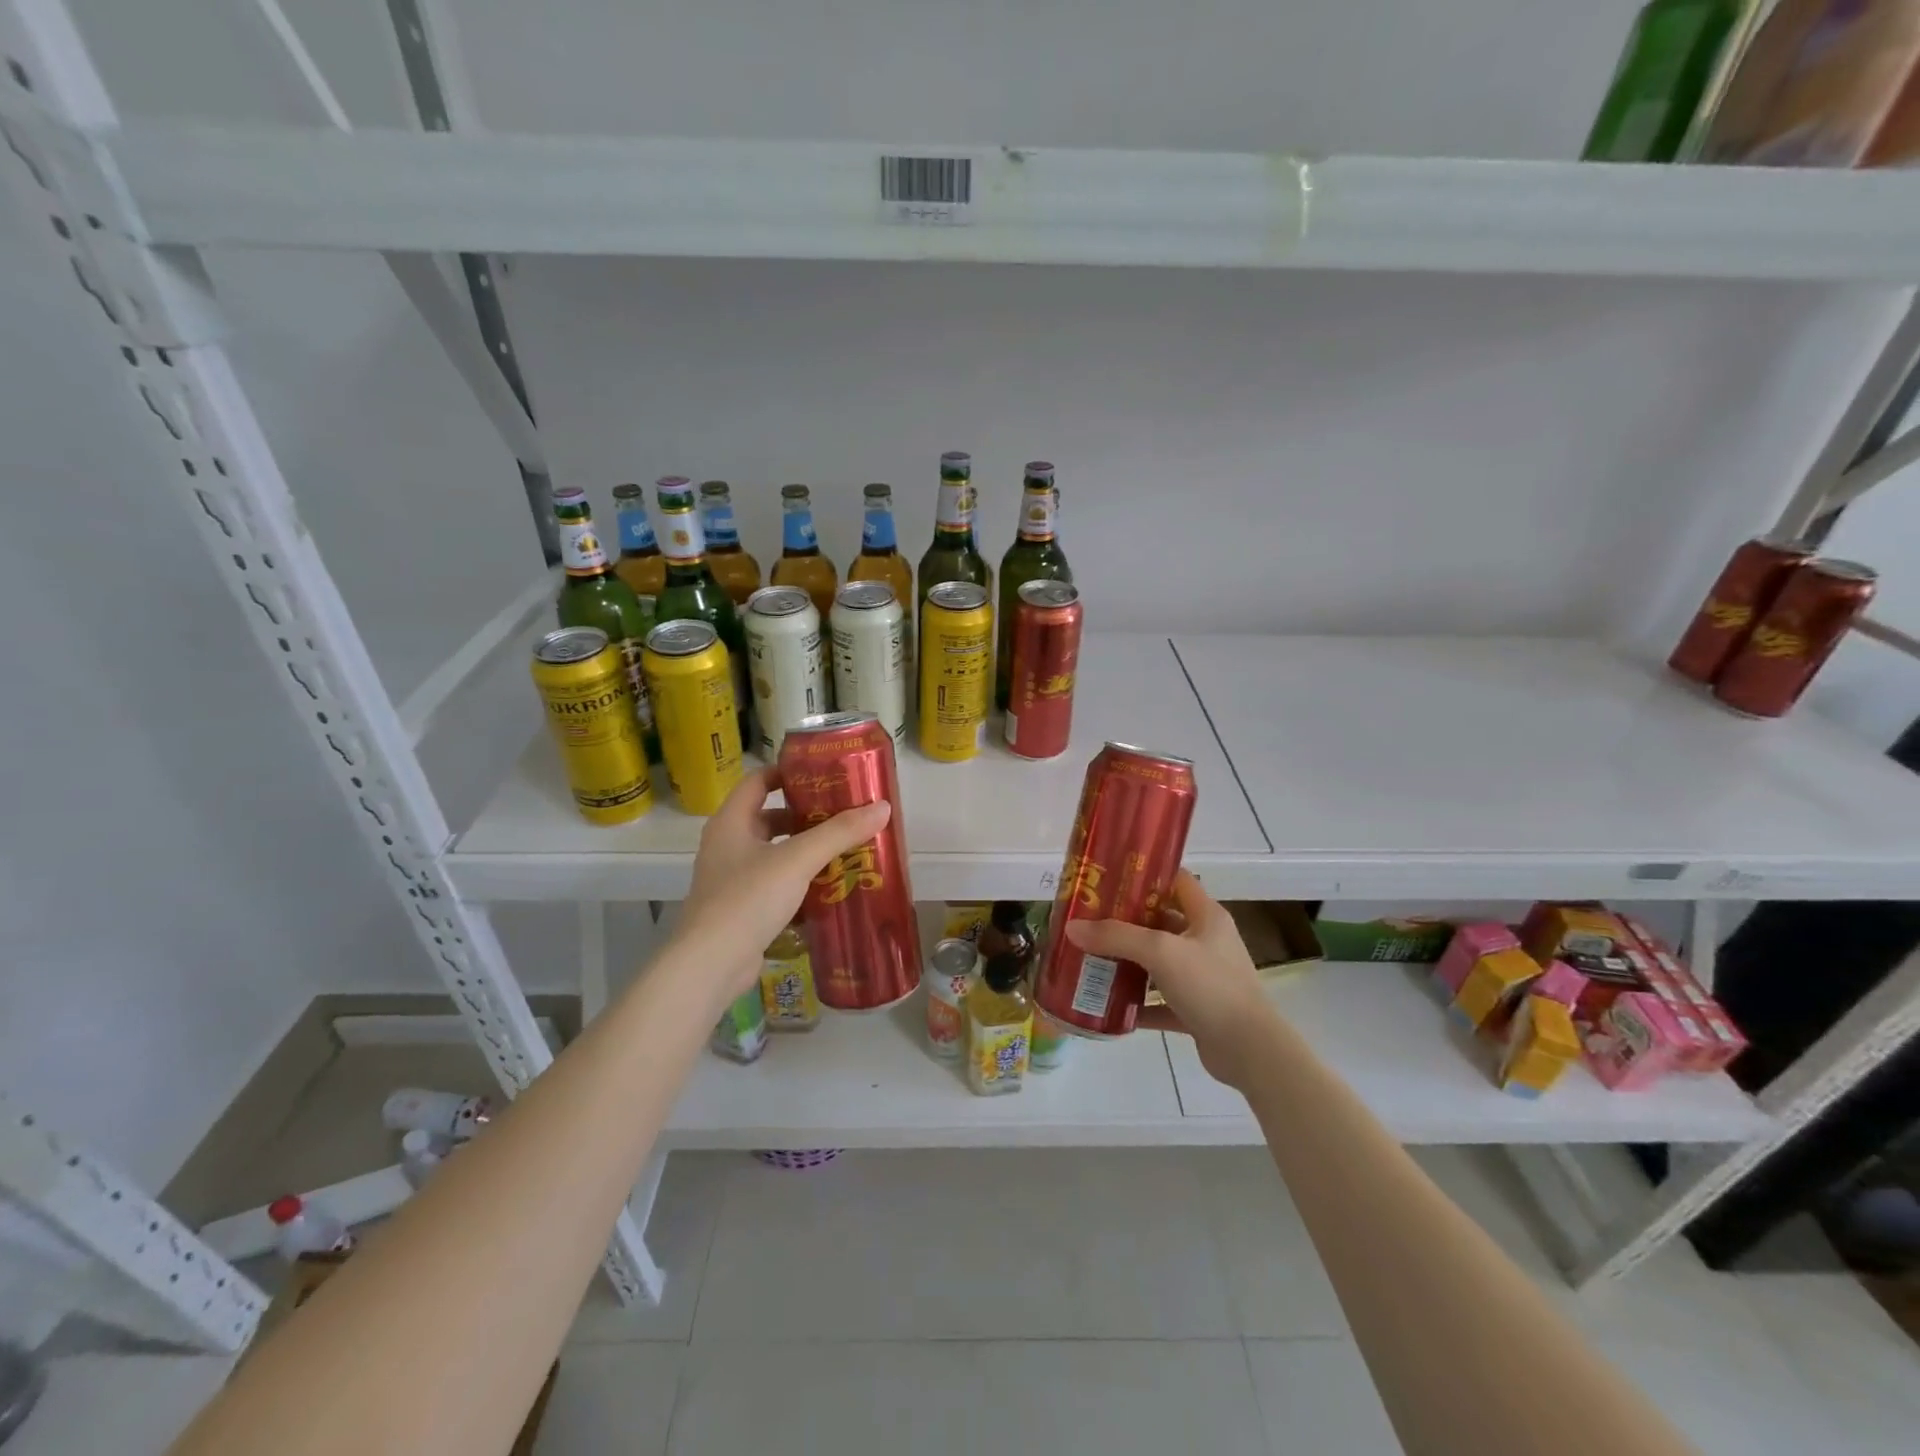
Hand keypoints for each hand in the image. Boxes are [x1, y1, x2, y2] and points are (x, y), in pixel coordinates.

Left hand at [672, 767, 891, 1000]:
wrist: (711, 964)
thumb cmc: (748, 898)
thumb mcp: (798, 860)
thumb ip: (839, 833)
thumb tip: (882, 807)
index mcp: (731, 822)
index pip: (758, 781)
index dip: (788, 773)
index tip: (823, 775)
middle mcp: (727, 845)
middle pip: (769, 818)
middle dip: (805, 816)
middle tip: (843, 815)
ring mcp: (731, 879)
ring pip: (774, 854)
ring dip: (805, 851)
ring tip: (844, 849)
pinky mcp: (740, 909)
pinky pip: (774, 884)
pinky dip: (799, 882)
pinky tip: (828, 888)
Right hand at [1065, 870, 1281, 1088]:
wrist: (1251, 1052)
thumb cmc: (1211, 987)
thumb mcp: (1161, 952)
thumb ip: (1116, 937)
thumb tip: (1071, 928)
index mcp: (1207, 917)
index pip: (1177, 881)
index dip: (1147, 874)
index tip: (1110, 876)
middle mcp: (1206, 942)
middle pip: (1162, 922)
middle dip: (1126, 920)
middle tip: (1089, 918)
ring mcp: (1203, 978)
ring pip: (1159, 963)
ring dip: (1129, 962)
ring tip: (1091, 956)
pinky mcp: (1197, 1011)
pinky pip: (1160, 1001)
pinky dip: (1138, 1002)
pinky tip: (1108, 1003)